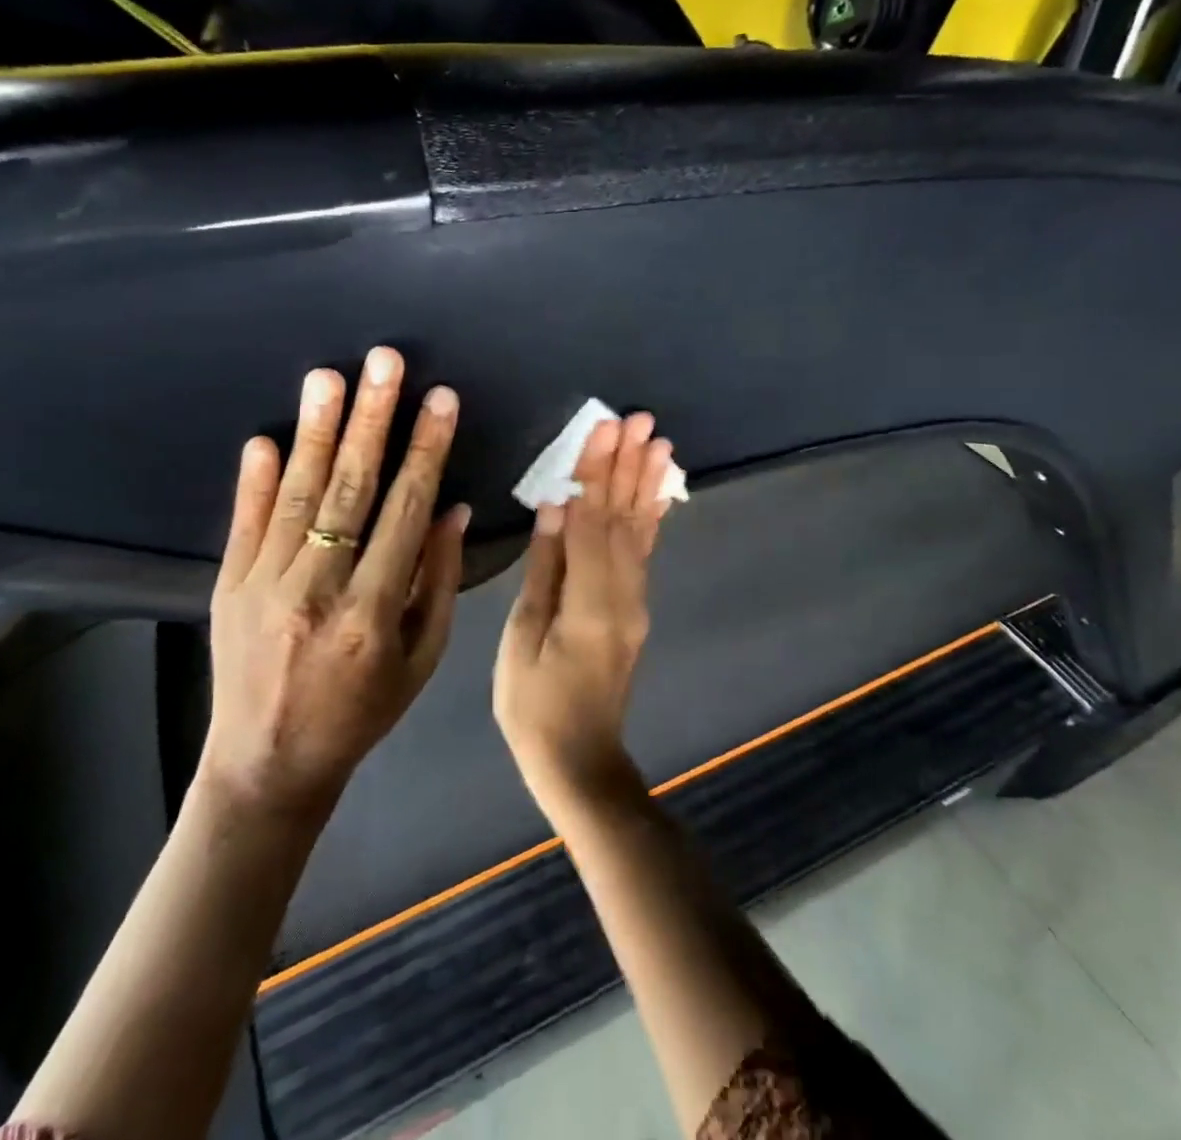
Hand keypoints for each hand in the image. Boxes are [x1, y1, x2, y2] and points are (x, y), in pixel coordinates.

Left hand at [203, 347, 468, 817]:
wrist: (268, 766)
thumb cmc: (361, 713)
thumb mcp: (421, 660)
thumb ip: (438, 582)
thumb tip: (453, 509)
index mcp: (374, 613)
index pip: (405, 512)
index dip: (426, 451)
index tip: (441, 400)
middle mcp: (317, 591)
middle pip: (350, 489)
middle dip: (372, 419)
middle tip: (385, 362)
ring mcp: (263, 586)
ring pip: (296, 495)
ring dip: (315, 431)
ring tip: (328, 376)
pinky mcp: (227, 587)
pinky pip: (244, 523)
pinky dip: (254, 479)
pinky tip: (266, 437)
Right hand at [494, 413, 676, 809]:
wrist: (581, 761)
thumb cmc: (535, 706)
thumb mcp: (523, 640)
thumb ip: (544, 571)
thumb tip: (555, 509)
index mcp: (590, 603)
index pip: (593, 523)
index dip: (597, 474)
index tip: (602, 429)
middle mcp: (624, 596)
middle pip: (622, 519)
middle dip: (627, 466)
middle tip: (637, 419)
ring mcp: (635, 603)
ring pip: (640, 531)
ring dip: (645, 483)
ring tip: (656, 441)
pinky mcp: (635, 609)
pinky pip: (644, 553)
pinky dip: (651, 516)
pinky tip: (657, 490)